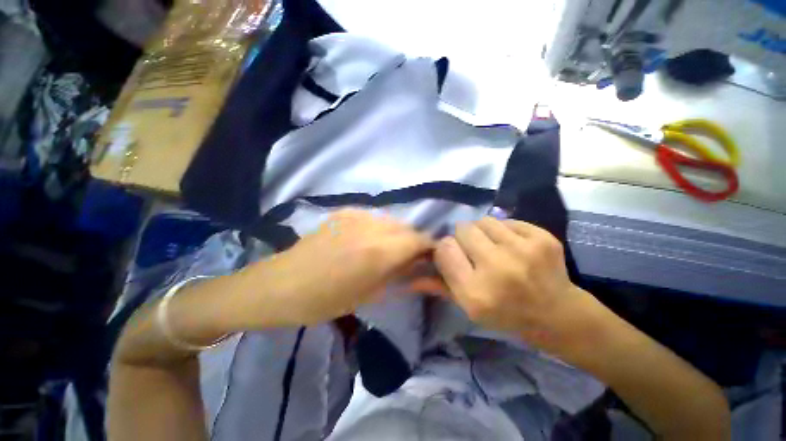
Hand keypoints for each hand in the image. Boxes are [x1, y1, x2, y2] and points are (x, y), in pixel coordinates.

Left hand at [233, 209, 434, 327]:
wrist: (282, 284)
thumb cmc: (326, 300)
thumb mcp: (371, 294)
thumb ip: (404, 278)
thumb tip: (428, 272)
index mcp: (380, 251)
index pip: (420, 240)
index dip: (430, 248)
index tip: (431, 259)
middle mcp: (372, 226)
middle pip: (407, 228)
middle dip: (414, 242)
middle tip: (410, 259)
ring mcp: (357, 214)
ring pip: (392, 220)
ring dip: (397, 235)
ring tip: (388, 251)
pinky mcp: (346, 210)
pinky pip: (374, 217)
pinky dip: (380, 228)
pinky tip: (368, 241)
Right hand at [433, 217, 603, 354]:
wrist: (559, 315)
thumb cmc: (507, 314)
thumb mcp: (469, 308)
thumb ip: (440, 287)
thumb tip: (412, 278)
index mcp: (475, 292)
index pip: (444, 249)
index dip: (446, 249)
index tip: (454, 254)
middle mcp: (497, 268)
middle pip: (462, 229)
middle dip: (463, 238)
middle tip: (475, 250)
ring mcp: (523, 251)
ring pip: (483, 221)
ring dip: (483, 232)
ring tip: (493, 246)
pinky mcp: (542, 238)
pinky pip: (507, 221)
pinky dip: (504, 231)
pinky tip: (513, 246)